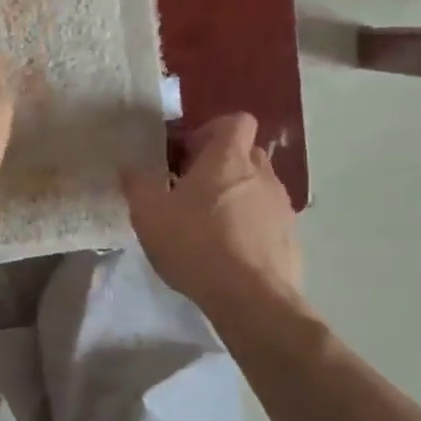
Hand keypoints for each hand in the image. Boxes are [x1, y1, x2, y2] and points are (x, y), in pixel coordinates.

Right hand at [123, 113, 302, 311]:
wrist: (251, 299)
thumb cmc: (196, 244)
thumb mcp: (149, 214)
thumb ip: (137, 184)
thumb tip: (130, 167)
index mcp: (229, 158)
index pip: (236, 121)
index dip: (213, 130)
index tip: (189, 154)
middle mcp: (261, 174)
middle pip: (246, 154)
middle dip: (222, 166)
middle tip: (193, 190)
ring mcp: (281, 207)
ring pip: (258, 188)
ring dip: (237, 197)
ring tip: (211, 226)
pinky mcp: (291, 239)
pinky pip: (268, 221)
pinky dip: (251, 228)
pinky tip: (230, 254)